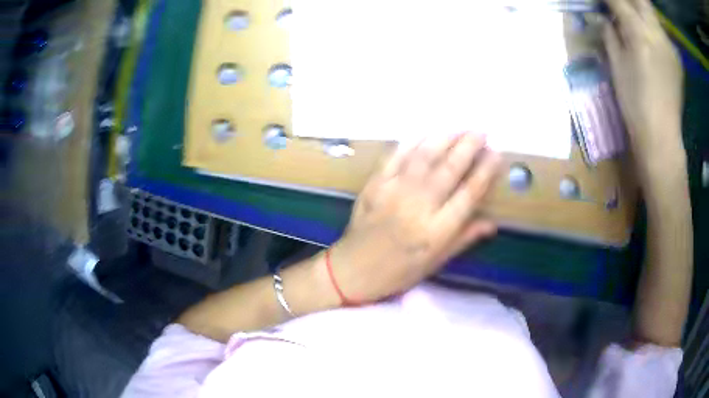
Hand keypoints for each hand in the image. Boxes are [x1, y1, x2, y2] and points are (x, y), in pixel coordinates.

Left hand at [327, 132, 500, 303]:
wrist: (354, 269)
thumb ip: (464, 239)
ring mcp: (394, 192)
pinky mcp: (375, 184)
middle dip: (468, 147)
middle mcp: (418, 208)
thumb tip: (492, 223)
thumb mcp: (436, 262)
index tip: (495, 154)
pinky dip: (412, 142)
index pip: (468, 195)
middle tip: (481, 132)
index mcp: (436, 232)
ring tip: (459, 129)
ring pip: (424, 158)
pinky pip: (396, 157)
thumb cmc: (399, 271)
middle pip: (449, 170)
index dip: (484, 172)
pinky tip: (426, 133)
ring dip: (444, 139)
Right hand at [603, 0, 685, 178]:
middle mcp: (657, 33)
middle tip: (620, 7)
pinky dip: (652, 29)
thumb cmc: (634, 104)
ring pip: (652, 14)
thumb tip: (604, 18)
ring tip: (634, 24)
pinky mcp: (676, 58)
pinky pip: (661, 32)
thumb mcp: (616, 66)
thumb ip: (610, 34)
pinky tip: (649, 42)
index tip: (601, 3)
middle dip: (629, 0)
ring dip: (640, 12)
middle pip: (641, 0)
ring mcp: (669, 46)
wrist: (661, 138)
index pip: (618, 0)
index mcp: (639, 33)